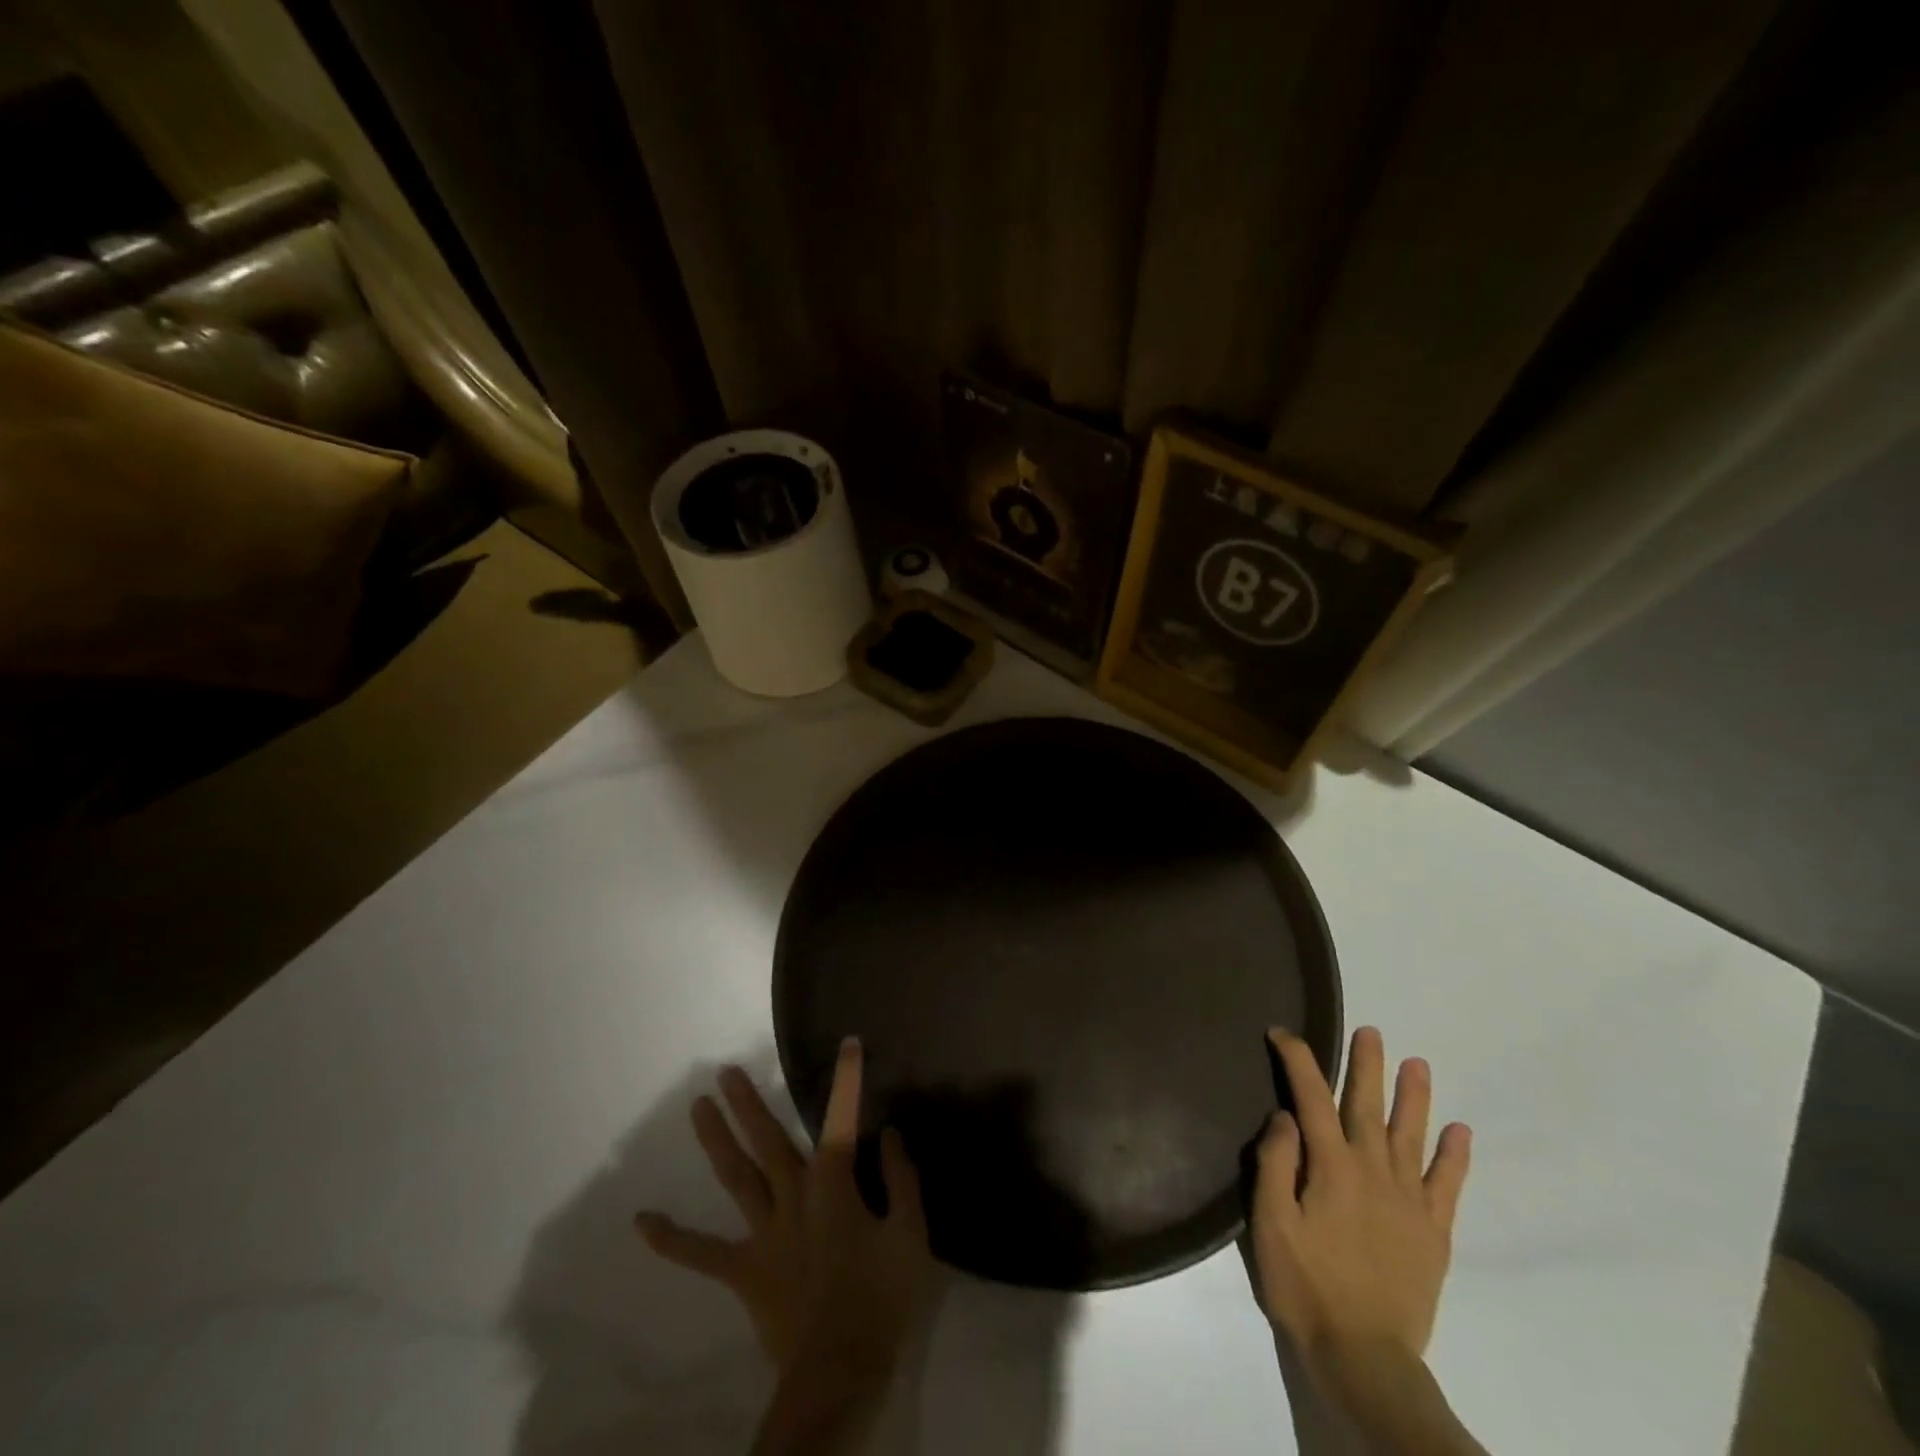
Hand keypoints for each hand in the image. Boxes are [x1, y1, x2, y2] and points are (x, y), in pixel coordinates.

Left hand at [636, 1038, 939, 1387]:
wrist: (839, 1373)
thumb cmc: (880, 1299)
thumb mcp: (910, 1235)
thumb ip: (901, 1179)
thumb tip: (890, 1134)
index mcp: (833, 1183)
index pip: (843, 1117)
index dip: (848, 1078)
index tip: (849, 1043)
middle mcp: (792, 1196)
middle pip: (767, 1140)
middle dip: (748, 1102)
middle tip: (726, 1070)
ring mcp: (763, 1232)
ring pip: (734, 1177)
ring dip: (715, 1140)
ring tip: (697, 1106)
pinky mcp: (743, 1270)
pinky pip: (701, 1254)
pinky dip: (671, 1239)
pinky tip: (642, 1221)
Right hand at [1252, 1026, 1471, 1370]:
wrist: (1364, 1356)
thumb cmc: (1305, 1285)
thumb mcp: (1270, 1223)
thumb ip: (1275, 1163)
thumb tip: (1286, 1116)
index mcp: (1331, 1166)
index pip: (1312, 1097)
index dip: (1297, 1060)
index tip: (1282, 1034)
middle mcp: (1373, 1171)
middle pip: (1369, 1105)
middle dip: (1367, 1065)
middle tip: (1371, 1031)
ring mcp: (1408, 1201)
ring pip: (1411, 1136)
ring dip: (1414, 1097)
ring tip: (1418, 1064)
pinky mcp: (1433, 1232)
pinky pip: (1447, 1185)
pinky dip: (1455, 1156)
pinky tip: (1460, 1131)